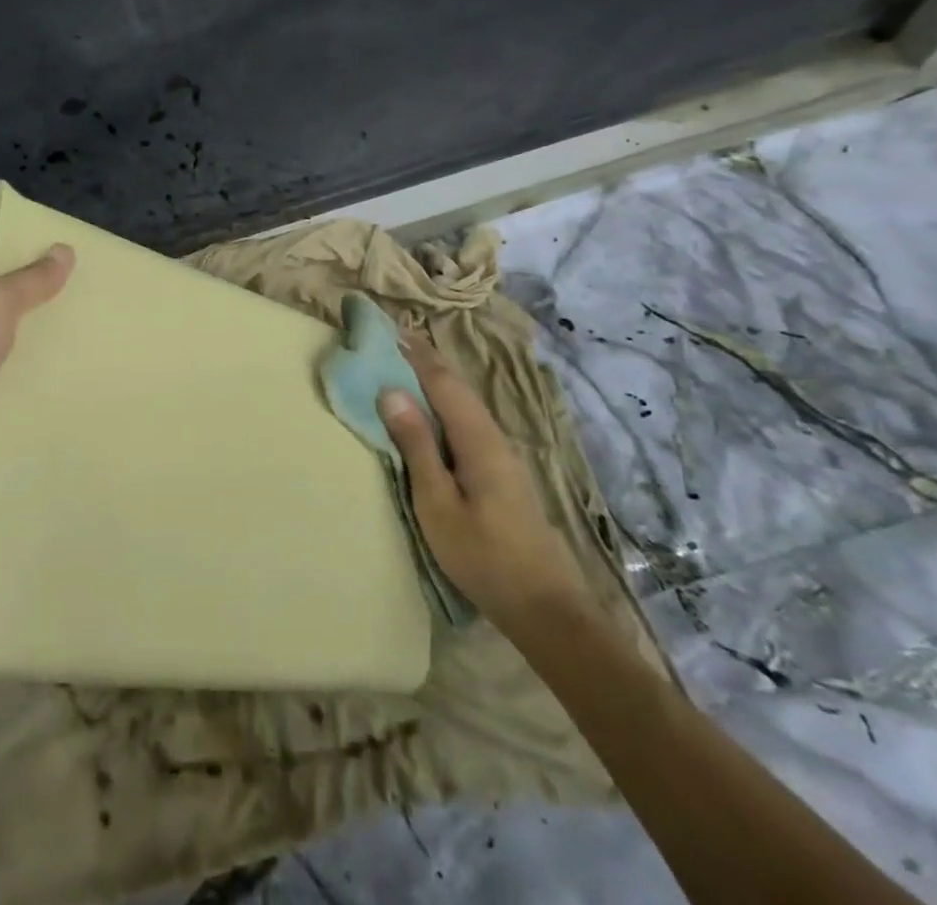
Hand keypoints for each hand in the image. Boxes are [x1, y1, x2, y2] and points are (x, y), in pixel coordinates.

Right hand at [377, 334, 590, 630]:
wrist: (546, 609)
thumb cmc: (483, 556)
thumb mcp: (437, 503)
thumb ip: (416, 446)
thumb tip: (392, 391)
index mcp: (478, 439)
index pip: (443, 382)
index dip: (416, 354)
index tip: (390, 328)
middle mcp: (494, 438)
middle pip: (458, 388)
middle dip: (427, 361)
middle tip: (394, 339)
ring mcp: (502, 457)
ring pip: (465, 405)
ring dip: (436, 381)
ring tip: (406, 366)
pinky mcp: (502, 475)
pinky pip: (467, 423)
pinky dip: (445, 405)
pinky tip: (433, 413)